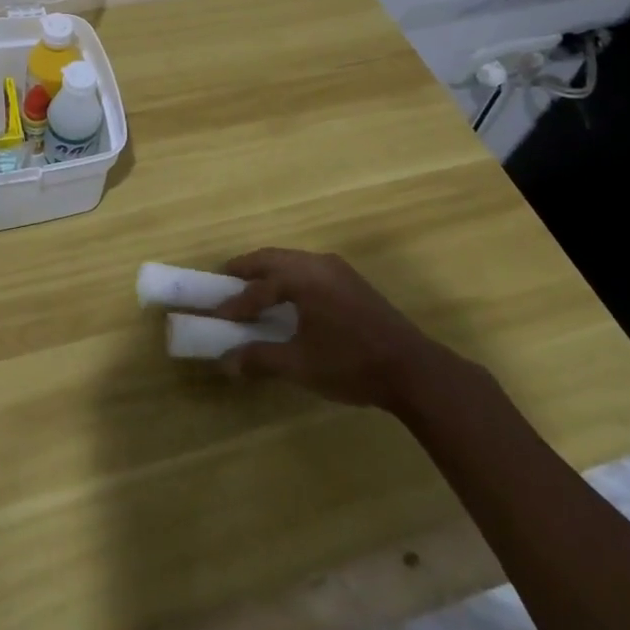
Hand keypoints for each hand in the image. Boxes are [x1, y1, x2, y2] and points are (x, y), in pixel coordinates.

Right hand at [212, 248, 468, 414]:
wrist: (413, 371)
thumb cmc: (351, 364)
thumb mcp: (301, 365)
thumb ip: (260, 359)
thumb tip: (225, 362)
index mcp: (303, 278)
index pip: (259, 287)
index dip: (235, 303)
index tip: (215, 315)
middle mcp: (317, 263)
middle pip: (272, 258)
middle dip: (247, 269)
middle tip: (224, 281)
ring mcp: (337, 269)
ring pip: (292, 261)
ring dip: (269, 272)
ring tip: (252, 288)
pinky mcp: (351, 281)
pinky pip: (308, 268)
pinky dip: (289, 277)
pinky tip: (289, 298)